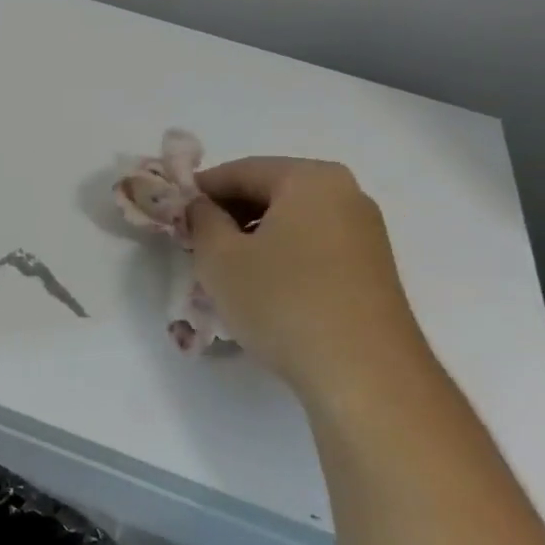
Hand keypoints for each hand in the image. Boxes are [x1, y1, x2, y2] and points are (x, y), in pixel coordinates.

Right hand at [186, 158, 430, 402]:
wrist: (363, 373)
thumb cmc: (283, 302)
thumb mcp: (220, 258)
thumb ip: (201, 220)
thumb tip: (201, 207)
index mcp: (311, 179)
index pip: (240, 170)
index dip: (200, 190)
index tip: (173, 214)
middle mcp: (346, 194)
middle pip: (270, 192)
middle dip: (228, 214)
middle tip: (194, 244)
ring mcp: (364, 233)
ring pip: (291, 222)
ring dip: (252, 238)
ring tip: (223, 271)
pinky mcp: (371, 269)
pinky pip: (312, 247)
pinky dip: (280, 256)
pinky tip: (261, 288)